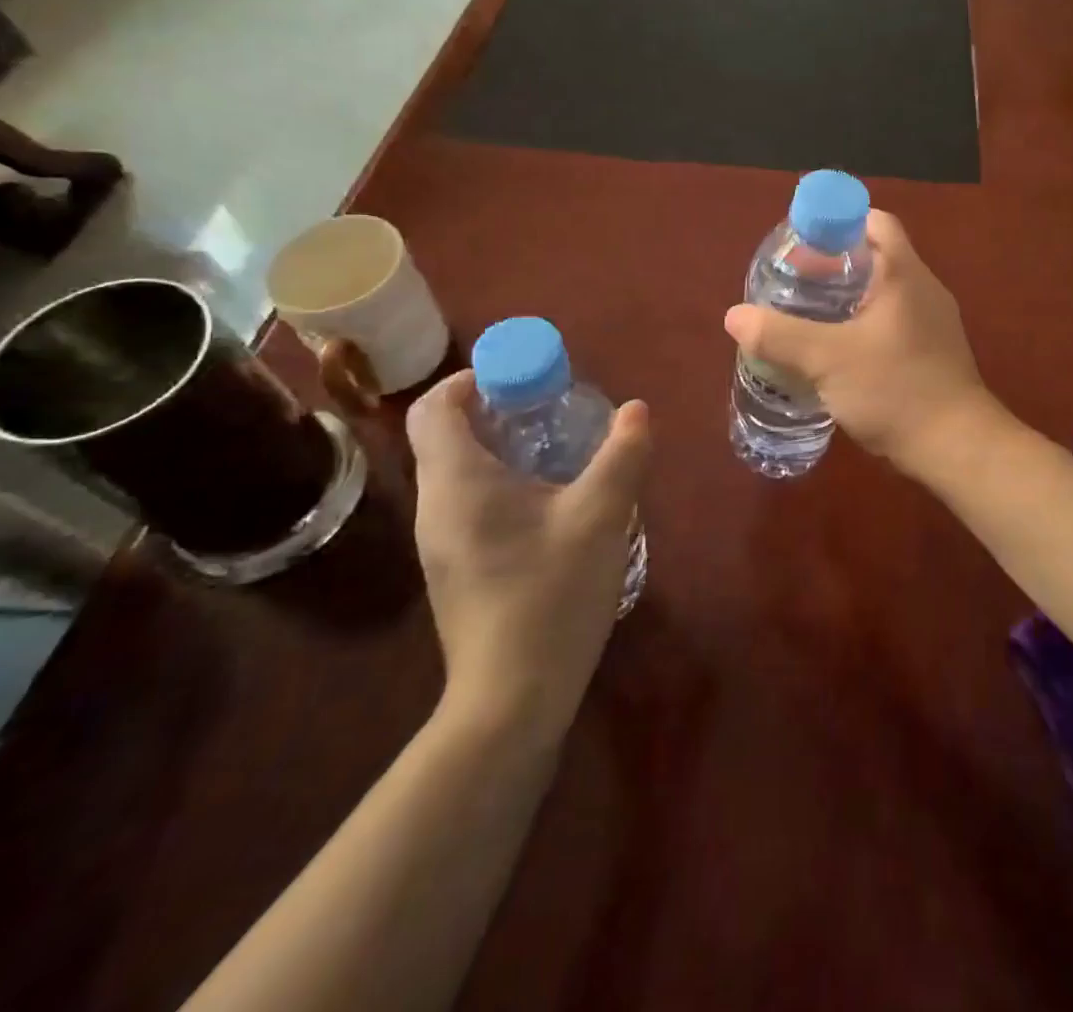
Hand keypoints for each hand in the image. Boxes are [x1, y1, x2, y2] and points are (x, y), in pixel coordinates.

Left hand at [404, 371, 649, 741]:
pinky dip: (499, 481)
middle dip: (491, 410)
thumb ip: (622, 455)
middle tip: (547, 406)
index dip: (468, 381)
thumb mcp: (599, 516)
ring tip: (555, 448)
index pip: (434, 409)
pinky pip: (467, 503)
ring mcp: (441, 543)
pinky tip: (548, 502)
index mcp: (458, 482)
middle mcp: (436, 506)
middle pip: (444, 436)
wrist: (513, 697)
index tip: (516, 376)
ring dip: (497, 447)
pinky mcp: (456, 568)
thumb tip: (637, 409)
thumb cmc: (551, 594)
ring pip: (457, 472)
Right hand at [724, 210, 994, 472]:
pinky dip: (861, 326)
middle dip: (831, 266)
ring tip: (805, 317)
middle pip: (875, 257)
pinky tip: (835, 354)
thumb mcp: (827, 360)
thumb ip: (778, 336)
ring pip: (881, 294)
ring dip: (845, 299)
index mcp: (904, 274)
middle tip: (792, 283)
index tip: (801, 244)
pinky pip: (890, 324)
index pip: (874, 222)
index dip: (837, 223)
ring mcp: (932, 323)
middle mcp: (923, 290)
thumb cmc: (895, 390)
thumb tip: (734, 316)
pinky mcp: (932, 353)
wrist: (956, 447)